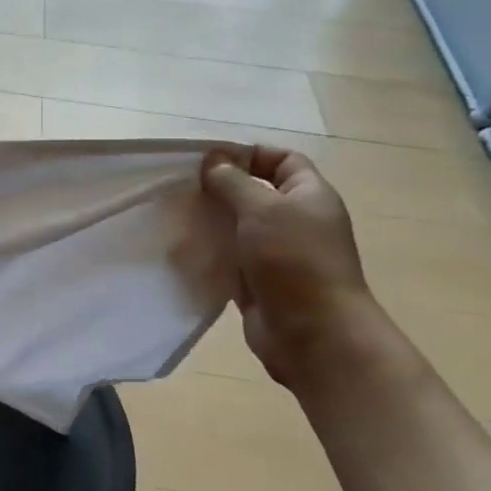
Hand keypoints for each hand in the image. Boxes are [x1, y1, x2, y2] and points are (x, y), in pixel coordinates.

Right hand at [200, 146, 376, 390]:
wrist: (314, 335)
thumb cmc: (295, 261)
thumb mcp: (262, 209)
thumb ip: (233, 182)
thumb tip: (213, 161)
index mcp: (309, 196)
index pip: (282, 160)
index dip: (249, 155)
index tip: (209, 161)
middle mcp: (295, 221)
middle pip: (254, 193)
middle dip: (219, 188)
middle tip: (182, 188)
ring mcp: (276, 253)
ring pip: (237, 226)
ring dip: (209, 221)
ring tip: (175, 216)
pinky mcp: (257, 281)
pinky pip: (228, 257)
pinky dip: (208, 251)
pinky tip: (180, 248)